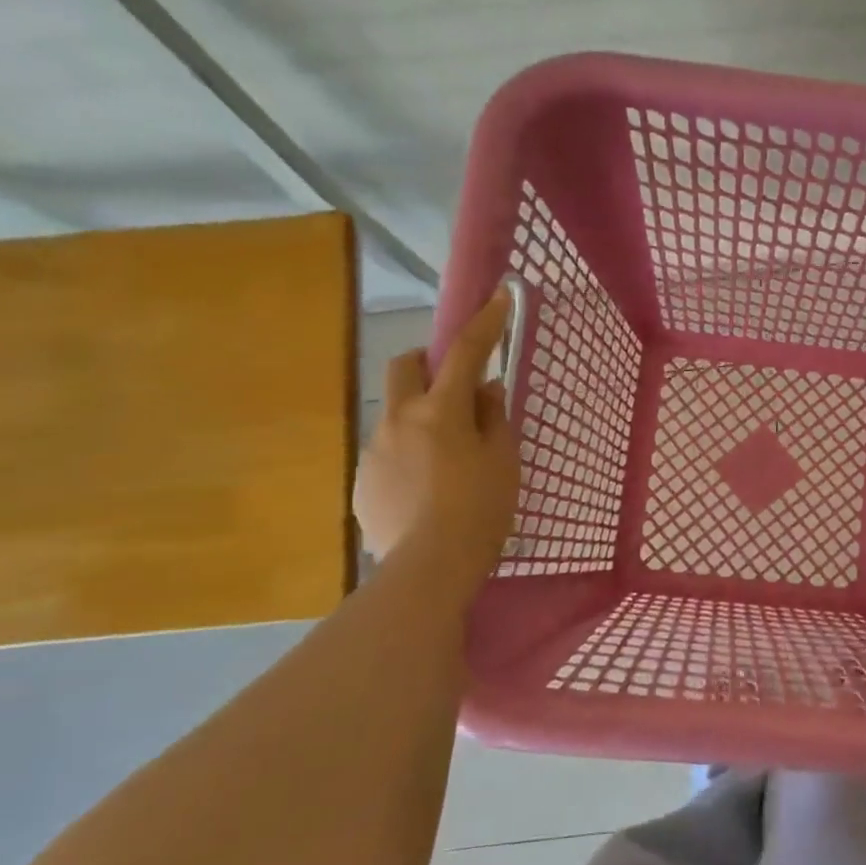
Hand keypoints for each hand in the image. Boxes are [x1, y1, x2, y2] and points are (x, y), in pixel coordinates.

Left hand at [354, 288, 519, 589]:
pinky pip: (387, 450)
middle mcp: (399, 419)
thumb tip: (485, 390)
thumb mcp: (502, 461)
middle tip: (457, 386)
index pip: (465, 352)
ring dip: (421, 414)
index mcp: (440, 410)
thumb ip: (493, 418)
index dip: (485, 323)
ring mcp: (374, 449)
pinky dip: (408, 452)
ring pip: (396, 411)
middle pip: (406, 365)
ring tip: (446, 456)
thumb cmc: (480, 509)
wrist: (429, 567)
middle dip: (430, 361)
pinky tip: (427, 488)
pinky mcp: (363, 481)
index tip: (498, 297)